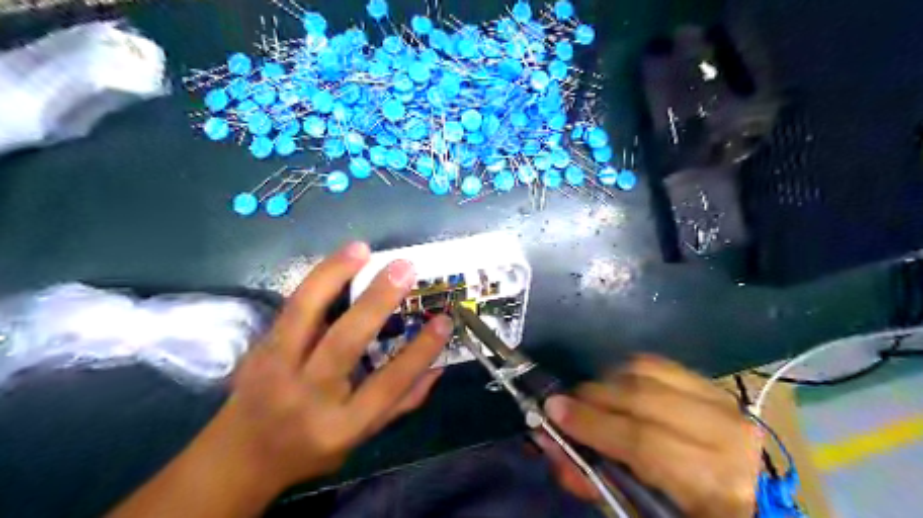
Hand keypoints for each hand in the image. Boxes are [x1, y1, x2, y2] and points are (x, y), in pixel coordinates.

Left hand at [218, 241, 450, 489]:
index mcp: (341, 425)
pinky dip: (316, 280)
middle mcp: (307, 396)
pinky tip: (338, 261)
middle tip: (403, 268)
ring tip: (362, 249)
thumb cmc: (312, 448)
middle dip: (376, 302)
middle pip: (344, 344)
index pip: (388, 384)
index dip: (420, 351)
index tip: (443, 320)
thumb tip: (437, 367)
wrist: (239, 456)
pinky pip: (291, 307)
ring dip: (334, 275)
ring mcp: (276, 369)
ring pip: (304, 314)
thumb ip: (401, 403)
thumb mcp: (361, 436)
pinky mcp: (258, 348)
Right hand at [538, 355, 760, 517]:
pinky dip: (625, 371)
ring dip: (607, 382)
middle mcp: (725, 434)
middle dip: (592, 396)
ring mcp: (721, 400)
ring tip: (591, 400)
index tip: (554, 410)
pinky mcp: (711, 383)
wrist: (739, 495)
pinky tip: (616, 389)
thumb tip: (549, 440)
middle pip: (641, 396)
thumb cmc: (685, 512)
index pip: (643, 442)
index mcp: (715, 483)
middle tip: (564, 404)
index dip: (593, 423)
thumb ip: (591, 476)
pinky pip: (655, 362)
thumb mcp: (637, 510)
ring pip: (645, 370)